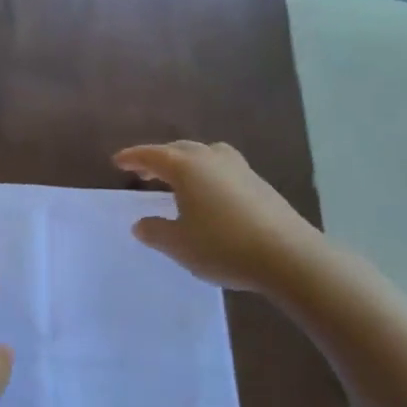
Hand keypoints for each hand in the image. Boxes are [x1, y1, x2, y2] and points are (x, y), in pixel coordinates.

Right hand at [113, 140, 321, 291]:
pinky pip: (224, 169)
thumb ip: (155, 231)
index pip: (152, 155)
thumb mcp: (178, 244)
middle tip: (143, 171)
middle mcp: (212, 160)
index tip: (117, 161)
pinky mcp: (261, 185)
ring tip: (179, 179)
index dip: (132, 157)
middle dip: (159, 158)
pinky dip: (208, 174)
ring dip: (187, 162)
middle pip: (180, 150)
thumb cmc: (223, 246)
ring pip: (206, 155)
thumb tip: (141, 224)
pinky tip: (209, 195)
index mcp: (187, 168)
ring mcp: (240, 169)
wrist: (289, 256)